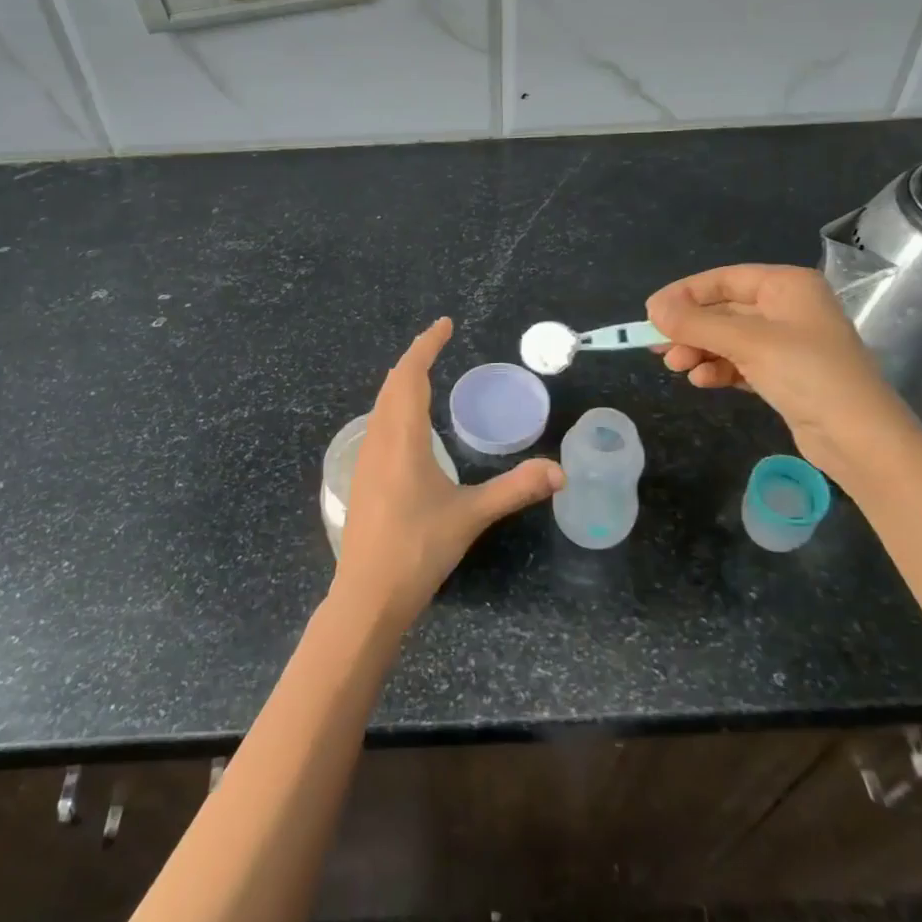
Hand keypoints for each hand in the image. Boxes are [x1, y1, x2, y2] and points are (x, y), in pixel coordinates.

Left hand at [332, 317, 562, 637]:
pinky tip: (407, 425)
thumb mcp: (471, 516)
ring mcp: (364, 459)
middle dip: (414, 358)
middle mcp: (378, 440)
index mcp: (402, 438)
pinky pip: (376, 423)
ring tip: (424, 374)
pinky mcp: (360, 477)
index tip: (444, 325)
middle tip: (438, 342)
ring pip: (380, 404)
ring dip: (400, 381)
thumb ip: (515, 489)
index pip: (410, 376)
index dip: (426, 346)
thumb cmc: (418, 549)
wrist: (367, 596)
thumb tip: (560, 471)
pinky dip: (392, 405)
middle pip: (392, 384)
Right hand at [646, 264, 918, 475]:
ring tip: (677, 367)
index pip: (724, 280)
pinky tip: (702, 382)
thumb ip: (697, 323)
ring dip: (700, 350)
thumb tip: (653, 308)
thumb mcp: (747, 342)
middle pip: (724, 310)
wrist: (860, 438)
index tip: (650, 313)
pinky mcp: (784, 375)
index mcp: (787, 286)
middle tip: (657, 347)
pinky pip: (740, 363)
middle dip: (690, 328)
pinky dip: (719, 369)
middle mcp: (788, 308)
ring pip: (728, 338)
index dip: (684, 294)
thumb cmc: (808, 374)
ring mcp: (787, 343)